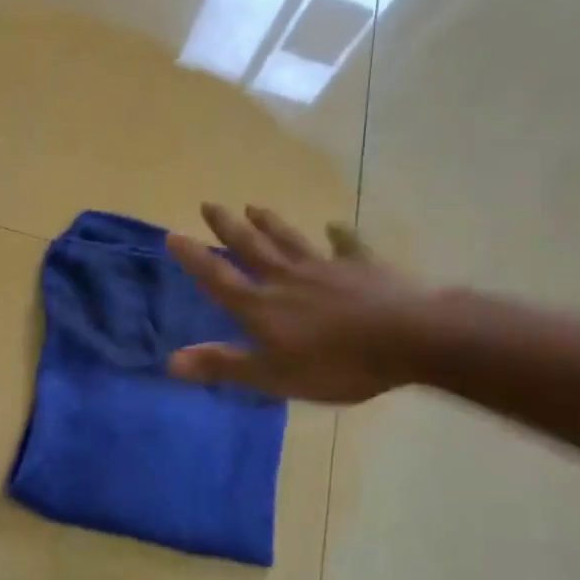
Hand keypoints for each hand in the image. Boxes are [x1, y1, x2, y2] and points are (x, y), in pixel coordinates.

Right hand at [165, 203, 430, 403]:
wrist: (410, 339)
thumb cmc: (336, 363)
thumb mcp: (273, 375)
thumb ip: (224, 365)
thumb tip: (170, 361)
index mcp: (262, 306)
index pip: (219, 278)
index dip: (194, 259)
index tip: (173, 235)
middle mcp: (287, 278)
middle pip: (252, 247)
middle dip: (228, 227)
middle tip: (209, 204)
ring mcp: (326, 268)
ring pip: (290, 240)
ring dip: (270, 223)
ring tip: (255, 205)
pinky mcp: (363, 267)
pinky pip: (347, 247)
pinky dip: (339, 236)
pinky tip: (335, 225)